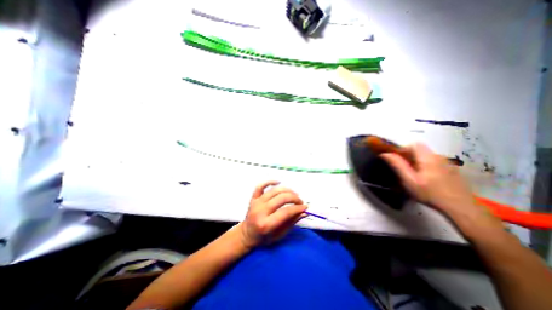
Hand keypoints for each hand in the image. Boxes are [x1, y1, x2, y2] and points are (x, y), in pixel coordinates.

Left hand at [239, 182, 307, 248]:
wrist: (247, 234)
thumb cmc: (264, 238)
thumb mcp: (279, 235)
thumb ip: (291, 222)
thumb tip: (304, 212)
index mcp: (266, 224)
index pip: (286, 212)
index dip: (298, 208)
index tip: (305, 207)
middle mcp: (260, 211)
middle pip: (281, 198)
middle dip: (294, 198)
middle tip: (300, 201)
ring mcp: (256, 203)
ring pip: (274, 191)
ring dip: (287, 190)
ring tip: (294, 194)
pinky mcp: (253, 198)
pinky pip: (260, 186)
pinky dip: (269, 182)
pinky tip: (278, 182)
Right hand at [382, 143, 480, 217]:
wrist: (461, 208)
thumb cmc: (430, 193)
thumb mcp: (409, 180)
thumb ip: (397, 165)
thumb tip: (385, 154)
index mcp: (428, 157)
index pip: (413, 144)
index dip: (402, 149)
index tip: (396, 160)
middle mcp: (439, 156)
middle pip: (420, 150)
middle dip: (408, 156)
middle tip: (403, 169)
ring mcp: (447, 163)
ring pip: (426, 156)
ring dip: (417, 161)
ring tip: (413, 175)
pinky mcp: (451, 170)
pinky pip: (434, 162)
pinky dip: (425, 166)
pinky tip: (426, 179)